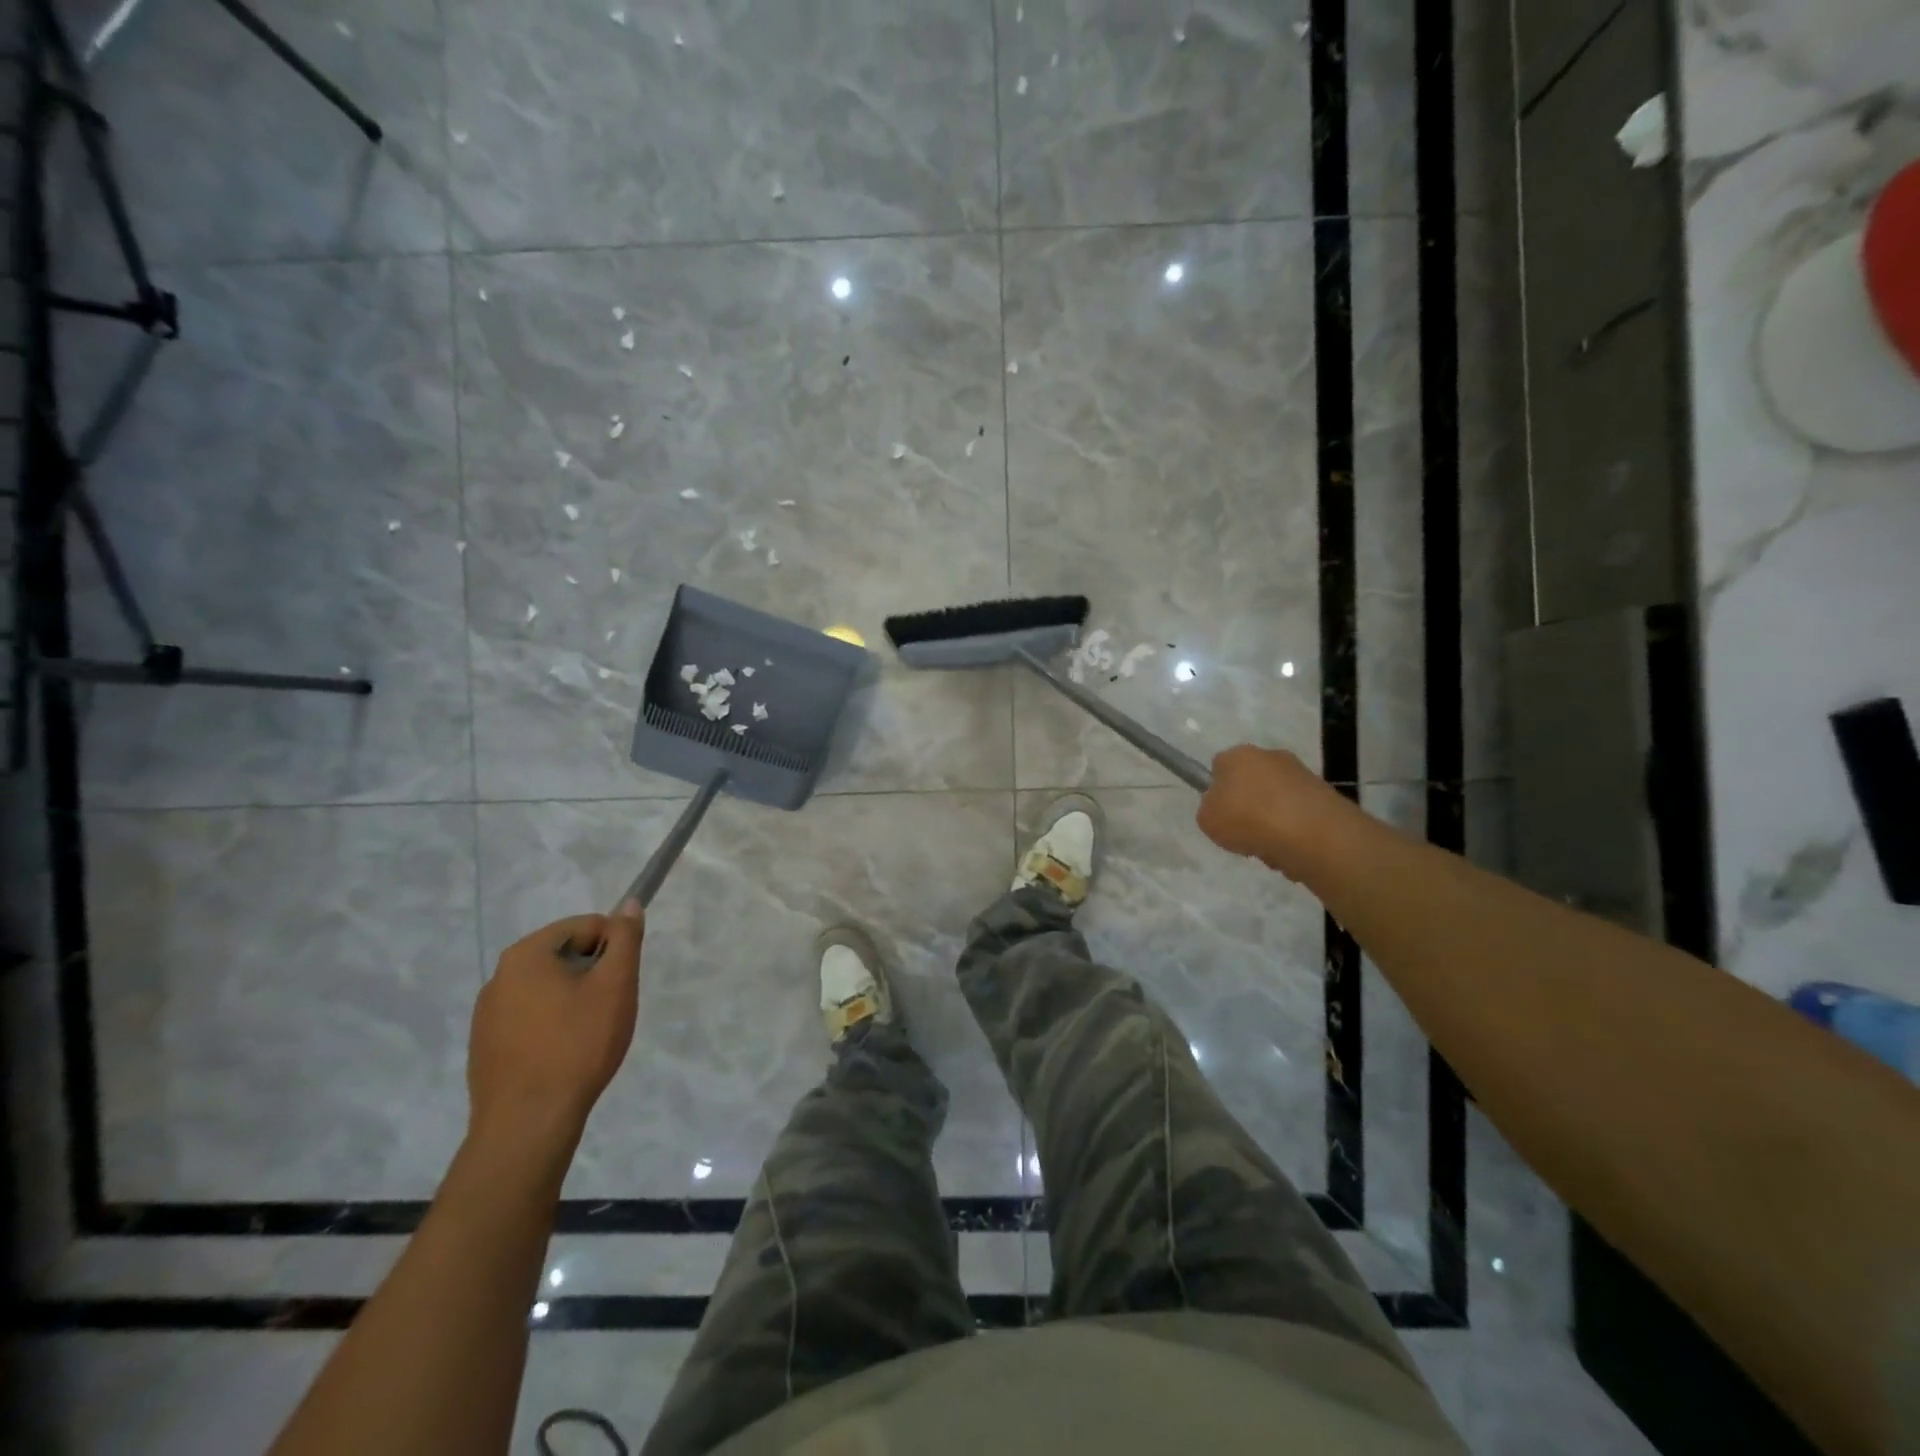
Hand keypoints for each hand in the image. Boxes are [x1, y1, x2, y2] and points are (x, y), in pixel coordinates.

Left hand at [467, 903, 644, 1152]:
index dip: (613, 949)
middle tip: (608, 1010)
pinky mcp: (485, 1046)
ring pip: (548, 988)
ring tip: (587, 1037)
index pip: (586, 926)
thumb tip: (629, 905)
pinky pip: (530, 1018)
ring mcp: (487, 1014)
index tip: (621, 983)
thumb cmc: (577, 1045)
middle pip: (565, 956)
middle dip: (593, 976)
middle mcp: (499, 976)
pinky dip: (552, 1027)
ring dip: (573, 1001)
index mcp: (527, 954)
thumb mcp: (615, 985)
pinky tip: (563, 1056)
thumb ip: (625, 939)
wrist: (528, 1124)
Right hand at [1196, 745, 1343, 877]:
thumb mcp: (1207, 820)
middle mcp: (1269, 756)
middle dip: (1248, 805)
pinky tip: (1291, 848)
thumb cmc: (1247, 819)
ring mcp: (1300, 773)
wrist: (1307, 833)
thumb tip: (1224, 809)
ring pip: (1276, 799)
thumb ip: (1210, 810)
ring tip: (1270, 848)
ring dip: (1272, 819)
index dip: (1217, 790)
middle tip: (1243, 832)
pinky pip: (1299, 813)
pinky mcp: (1324, 793)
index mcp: (1237, 755)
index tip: (1220, 813)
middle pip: (1251, 781)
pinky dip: (1294, 829)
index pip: (1219, 766)